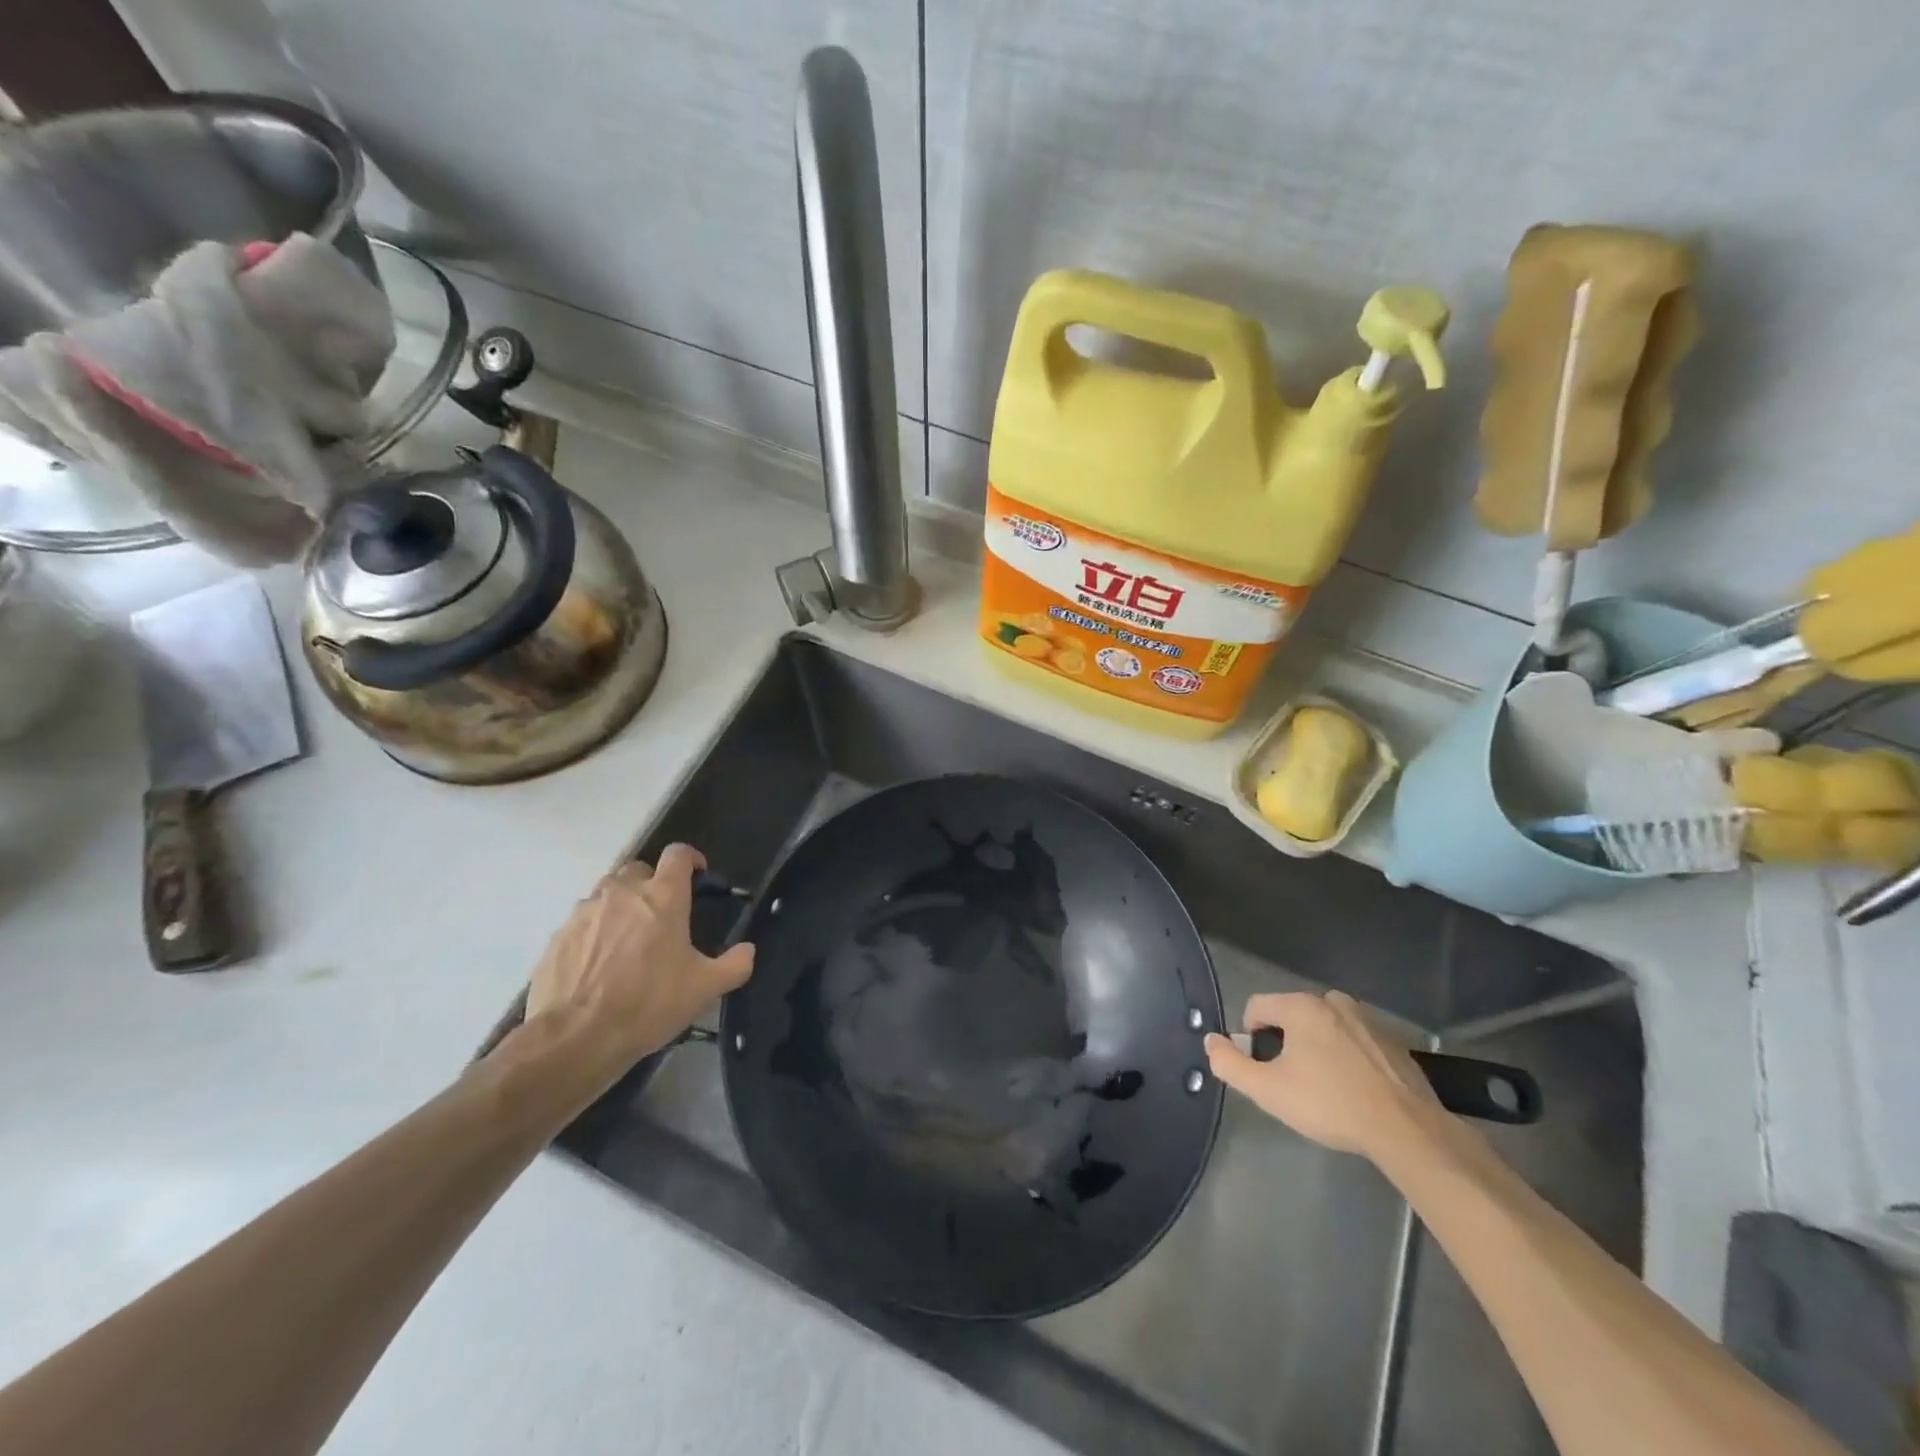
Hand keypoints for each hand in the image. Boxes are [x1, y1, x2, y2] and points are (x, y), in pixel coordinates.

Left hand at [523, 845, 754, 1068]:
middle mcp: (622, 892)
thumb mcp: (705, 988)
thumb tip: (747, 950)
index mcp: (663, 897)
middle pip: (639, 870)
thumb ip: (735, 964)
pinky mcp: (558, 936)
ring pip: (606, 893)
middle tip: (661, 916)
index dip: (691, 859)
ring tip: (627, 940)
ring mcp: (585, 912)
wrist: (575, 1038)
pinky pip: (581, 922)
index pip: (678, 854)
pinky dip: (593, 932)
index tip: (697, 875)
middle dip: (651, 884)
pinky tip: (598, 964)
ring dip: (620, 906)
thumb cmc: (649, 1003)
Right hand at [1204, 990, 1443, 1159]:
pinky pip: (1353, 1040)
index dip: (1251, 1039)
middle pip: (1290, 1016)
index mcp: (1300, 1006)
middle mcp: (1332, 1000)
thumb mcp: (1268, 1091)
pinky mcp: (1392, 1039)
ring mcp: (1366, 1017)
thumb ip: (1230, 1063)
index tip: (1266, 1071)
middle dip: (1286, 1044)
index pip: (1256, 1008)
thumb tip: (1210, 1040)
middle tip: (1296, 1083)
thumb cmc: (1330, 1104)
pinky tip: (1356, 1090)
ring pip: (1323, 1028)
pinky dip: (1347, 1057)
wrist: (1407, 1130)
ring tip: (1327, 1089)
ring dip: (1317, 1049)